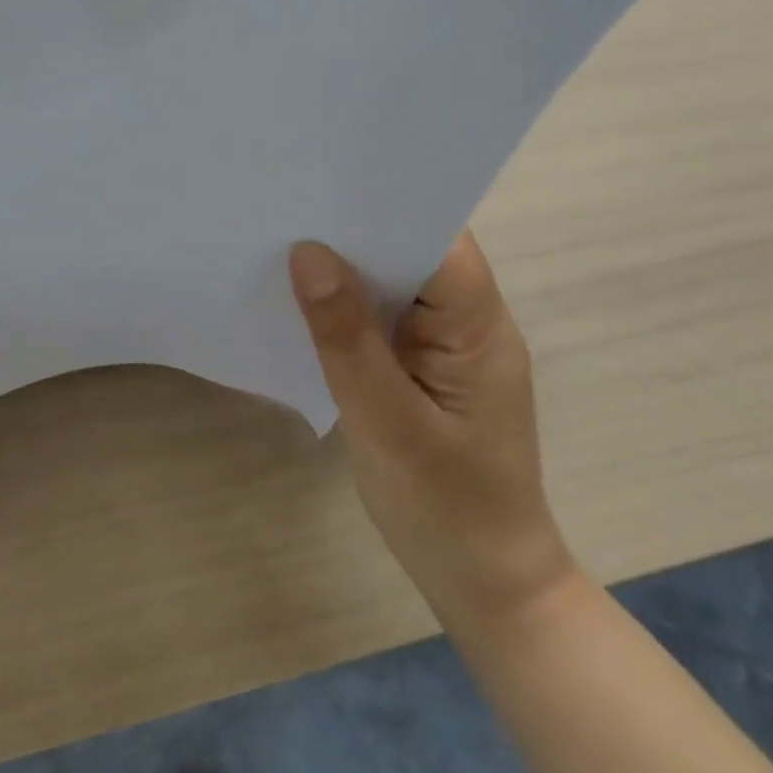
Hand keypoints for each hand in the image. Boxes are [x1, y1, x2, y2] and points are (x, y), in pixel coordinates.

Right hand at [288, 233, 576, 631]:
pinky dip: (350, 304)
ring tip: (285, 239)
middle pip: (416, 251)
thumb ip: (345, 337)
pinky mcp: (427, 367)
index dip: (384, 205)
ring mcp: (450, 345)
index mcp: (479, 326)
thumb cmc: (445, 508)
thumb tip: (307, 252)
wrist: (487, 588)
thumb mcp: (386, 422)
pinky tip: (308, 300)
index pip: (438, 239)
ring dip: (350, 266)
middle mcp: (471, 322)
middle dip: (356, 229)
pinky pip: (387, 316)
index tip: (322, 184)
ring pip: (398, 282)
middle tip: (288, 206)